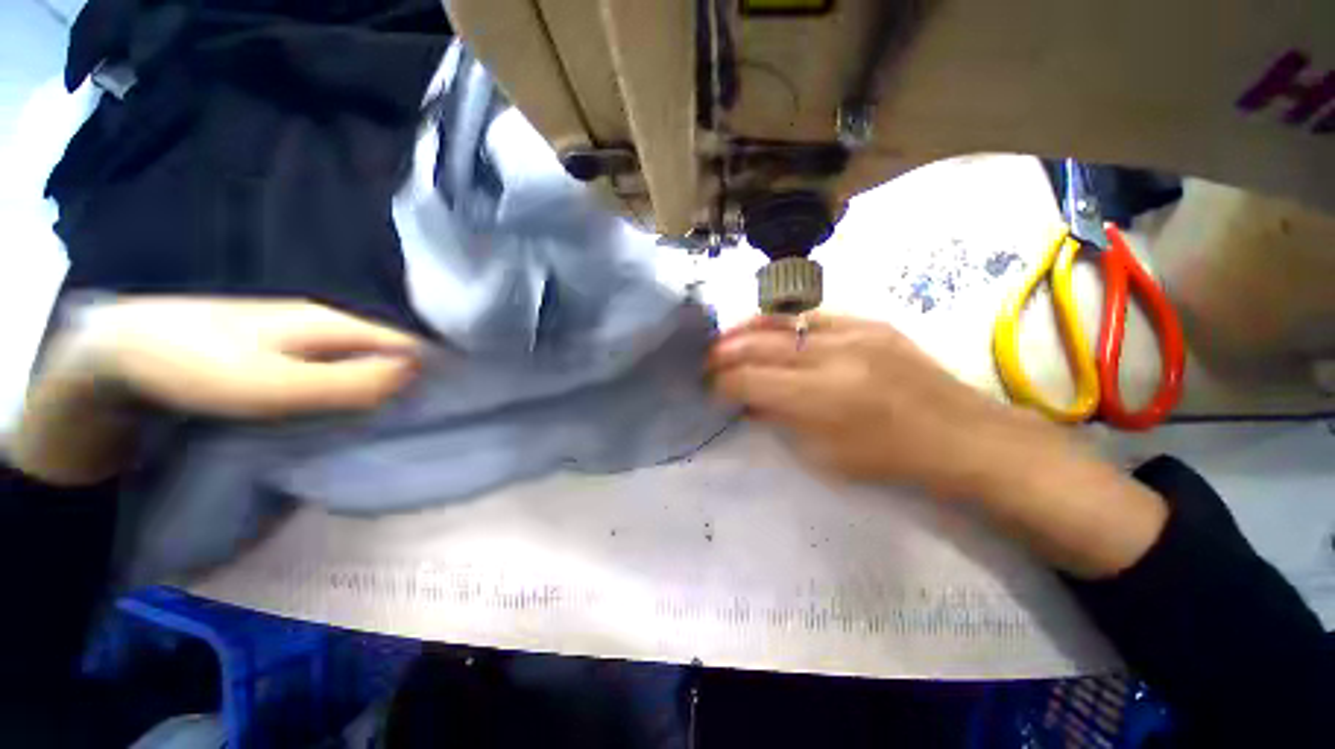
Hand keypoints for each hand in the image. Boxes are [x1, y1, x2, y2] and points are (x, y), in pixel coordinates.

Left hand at [7, 298, 422, 484]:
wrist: (120, 353)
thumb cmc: (197, 369)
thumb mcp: (275, 386)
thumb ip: (350, 383)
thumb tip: (416, 375)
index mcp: (334, 323)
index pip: (410, 343)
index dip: (439, 367)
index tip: (459, 400)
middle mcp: (328, 322)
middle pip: (392, 349)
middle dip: (418, 377)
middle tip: (434, 415)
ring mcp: (304, 334)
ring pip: (367, 358)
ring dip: (388, 383)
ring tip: (404, 416)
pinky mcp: (285, 349)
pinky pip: (340, 365)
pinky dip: (357, 384)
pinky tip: (355, 406)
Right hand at [709, 314, 1055, 498]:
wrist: (963, 437)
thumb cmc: (891, 460)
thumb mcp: (825, 457)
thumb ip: (779, 422)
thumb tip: (747, 403)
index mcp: (822, 398)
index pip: (751, 381)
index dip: (722, 383)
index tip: (709, 387)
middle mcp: (833, 356)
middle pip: (760, 345)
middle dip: (725, 352)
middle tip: (707, 359)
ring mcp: (855, 332)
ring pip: (782, 321)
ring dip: (747, 329)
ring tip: (727, 337)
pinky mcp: (871, 323)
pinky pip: (813, 316)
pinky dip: (782, 323)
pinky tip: (769, 330)